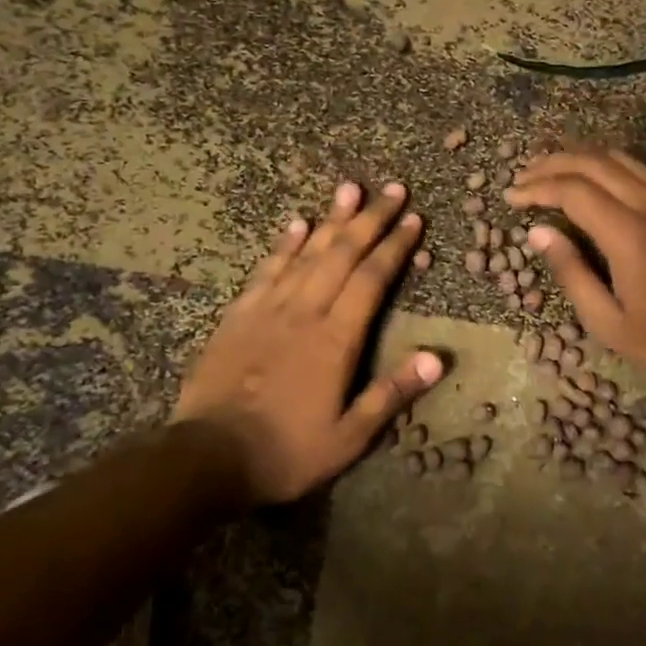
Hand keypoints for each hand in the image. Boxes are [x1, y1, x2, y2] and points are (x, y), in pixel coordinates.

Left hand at [176, 180, 443, 505]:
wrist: (208, 456)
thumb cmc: (286, 451)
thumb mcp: (349, 437)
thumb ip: (392, 393)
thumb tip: (437, 357)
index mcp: (336, 339)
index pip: (372, 279)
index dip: (395, 246)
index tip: (413, 219)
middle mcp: (305, 311)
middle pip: (343, 254)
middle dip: (371, 219)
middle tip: (393, 190)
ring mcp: (269, 308)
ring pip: (307, 252)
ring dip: (331, 219)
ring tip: (350, 189)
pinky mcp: (239, 314)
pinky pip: (267, 269)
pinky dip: (284, 244)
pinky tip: (297, 222)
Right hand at [505, 150, 645, 387]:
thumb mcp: (608, 321)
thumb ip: (571, 272)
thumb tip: (538, 232)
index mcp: (630, 233)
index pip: (572, 190)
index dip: (537, 188)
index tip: (511, 196)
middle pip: (592, 162)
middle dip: (551, 163)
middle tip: (523, 176)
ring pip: (618, 157)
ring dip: (579, 157)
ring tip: (550, 169)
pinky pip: (640, 168)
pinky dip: (607, 165)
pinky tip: (592, 179)